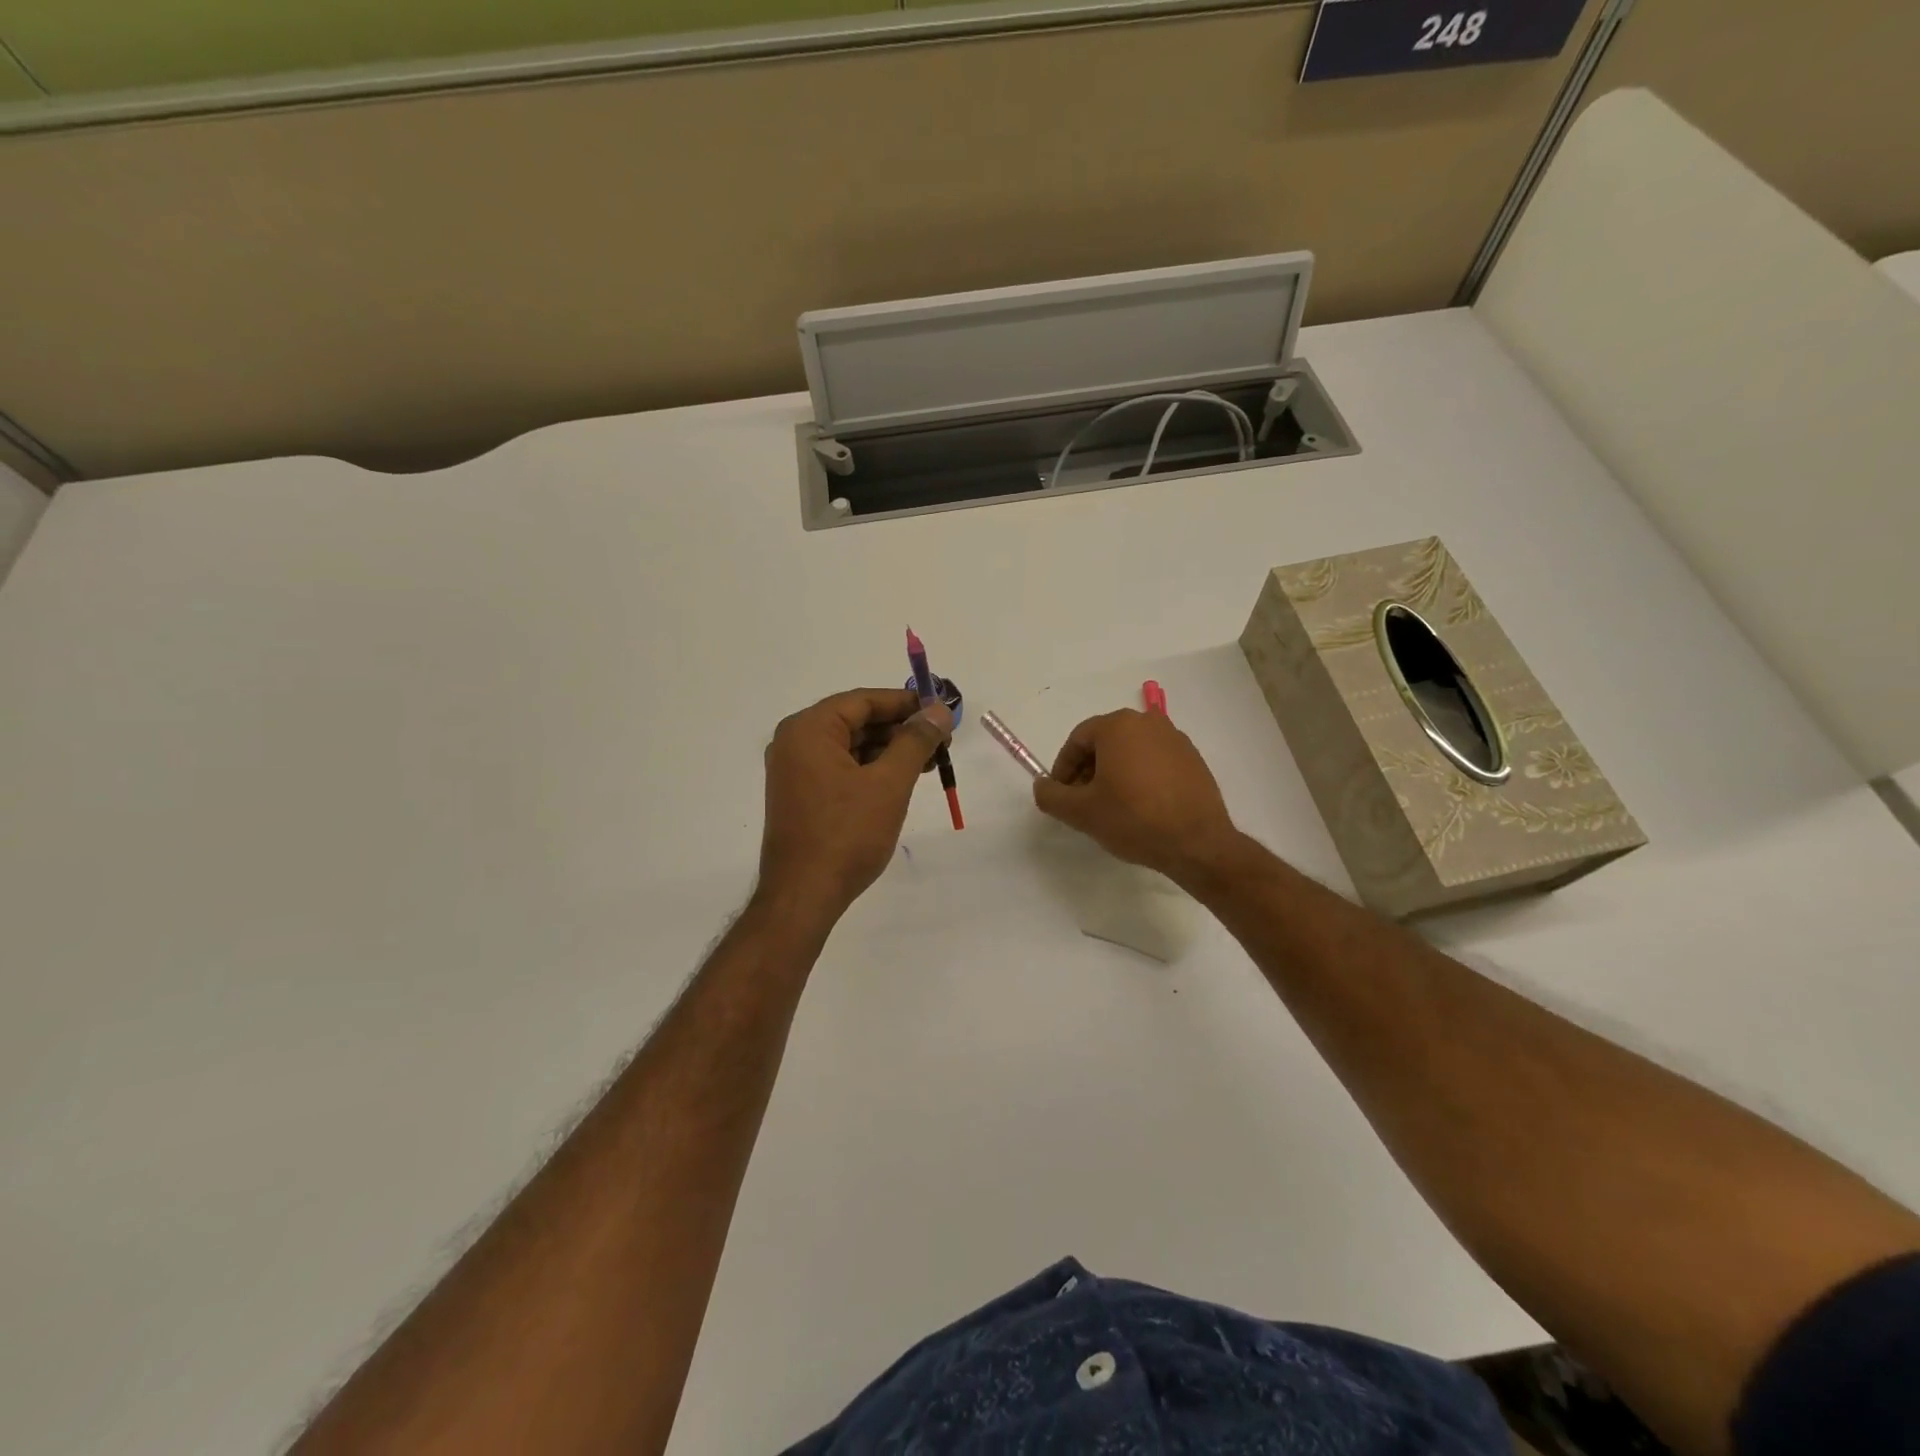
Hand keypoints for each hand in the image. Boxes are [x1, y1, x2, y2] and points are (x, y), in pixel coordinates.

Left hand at [757, 688, 952, 921]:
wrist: (804, 895)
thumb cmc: (846, 834)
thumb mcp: (889, 783)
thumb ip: (915, 741)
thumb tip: (939, 711)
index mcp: (808, 730)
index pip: (863, 701)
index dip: (905, 703)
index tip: (941, 710)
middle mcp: (795, 743)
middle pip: (856, 721)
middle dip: (900, 729)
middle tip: (942, 739)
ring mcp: (795, 771)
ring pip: (851, 747)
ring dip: (889, 750)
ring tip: (930, 761)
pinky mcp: (802, 796)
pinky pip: (841, 769)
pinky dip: (872, 770)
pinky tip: (901, 780)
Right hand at [1033, 709, 1239, 884]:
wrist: (1197, 843)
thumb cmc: (1133, 819)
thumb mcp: (1080, 812)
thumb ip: (1051, 795)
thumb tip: (1042, 785)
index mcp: (1118, 725)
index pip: (1077, 741)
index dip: (1063, 769)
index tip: (1062, 796)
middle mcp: (1148, 722)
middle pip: (1104, 743)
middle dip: (1088, 771)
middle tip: (1083, 803)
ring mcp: (1175, 739)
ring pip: (1130, 752)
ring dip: (1114, 774)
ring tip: (1112, 808)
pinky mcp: (1193, 759)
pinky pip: (1155, 762)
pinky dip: (1141, 778)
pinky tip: (1141, 808)